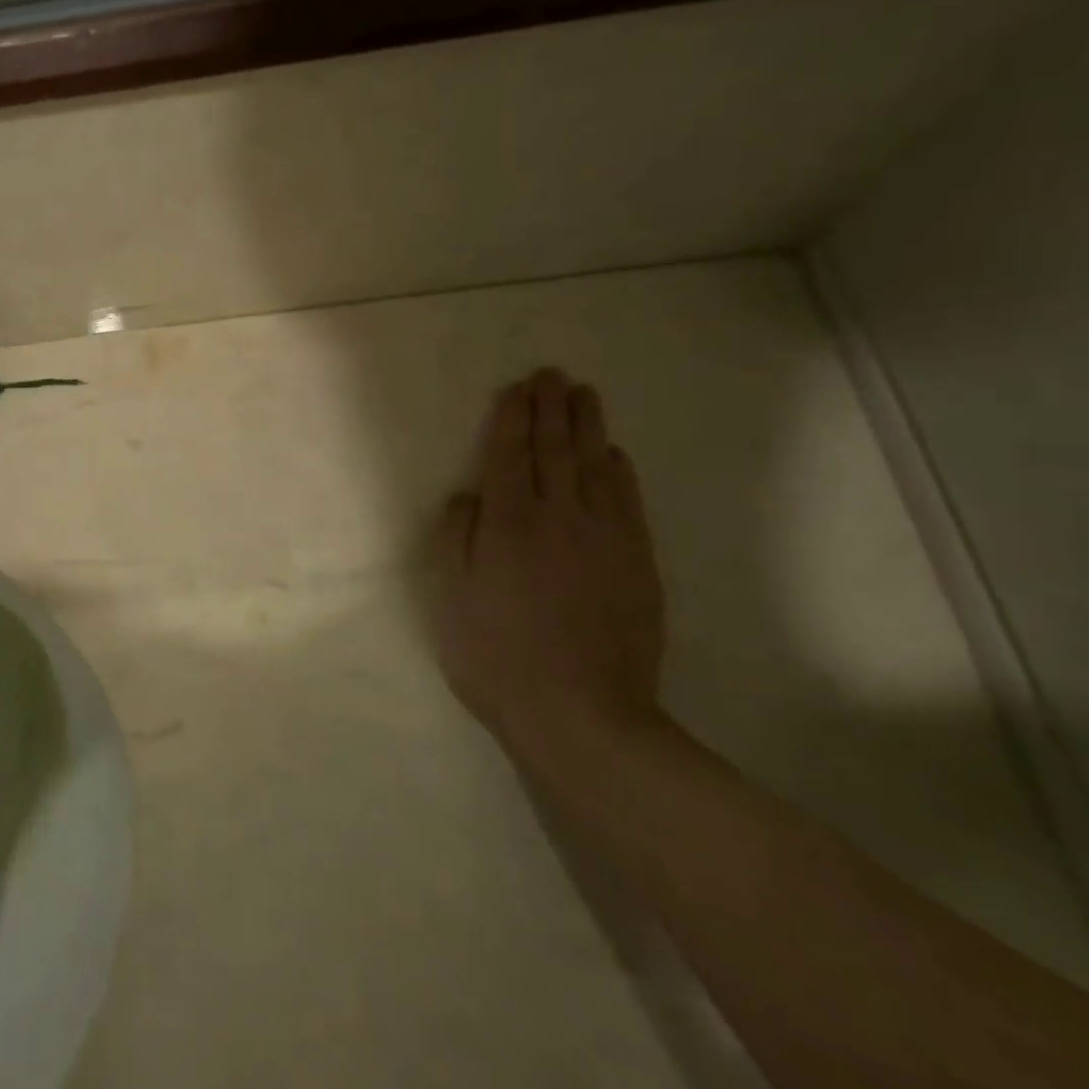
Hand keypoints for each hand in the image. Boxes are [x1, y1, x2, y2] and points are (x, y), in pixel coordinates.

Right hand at [437, 369, 666, 750]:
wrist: (582, 714)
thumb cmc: (497, 657)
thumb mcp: (452, 600)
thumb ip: (456, 540)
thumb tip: (466, 496)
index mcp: (506, 524)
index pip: (507, 456)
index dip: (511, 419)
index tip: (516, 389)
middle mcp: (556, 517)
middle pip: (553, 451)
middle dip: (550, 409)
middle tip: (552, 375)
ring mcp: (603, 538)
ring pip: (593, 467)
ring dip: (587, 427)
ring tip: (584, 395)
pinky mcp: (636, 562)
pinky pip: (627, 502)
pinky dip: (619, 472)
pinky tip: (614, 455)